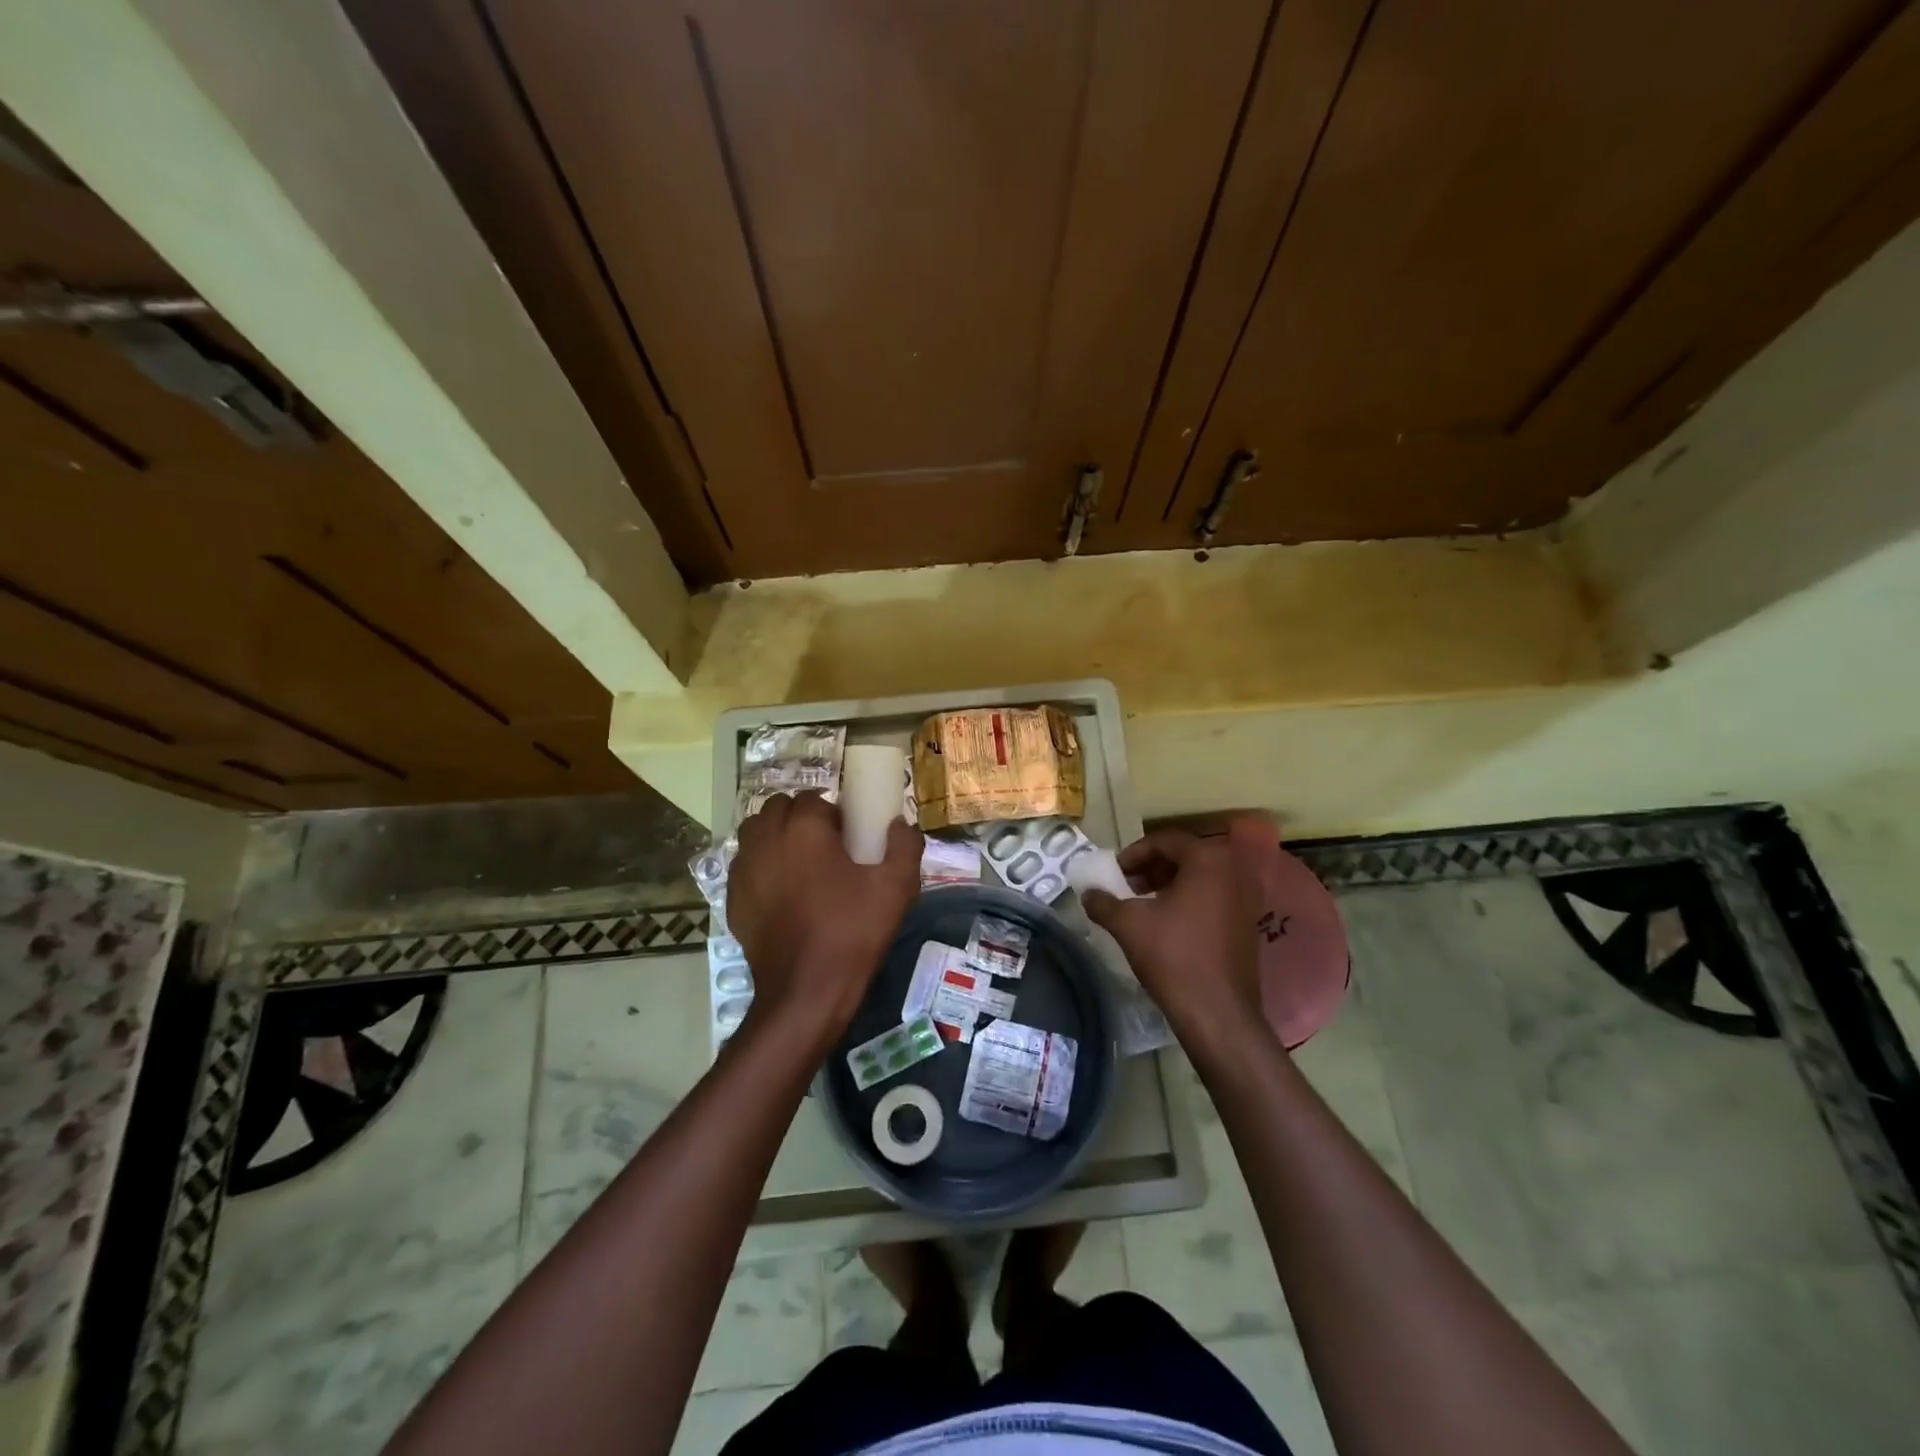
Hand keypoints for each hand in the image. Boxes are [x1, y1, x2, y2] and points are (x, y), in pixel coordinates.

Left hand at [727, 792, 922, 1048]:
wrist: (805, 991)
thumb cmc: (852, 932)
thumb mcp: (896, 888)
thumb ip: (905, 846)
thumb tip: (900, 825)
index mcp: (803, 829)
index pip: (812, 798)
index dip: (833, 813)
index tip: (849, 837)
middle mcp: (766, 839)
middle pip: (778, 808)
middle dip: (800, 817)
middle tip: (826, 846)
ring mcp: (744, 869)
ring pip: (755, 832)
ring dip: (776, 836)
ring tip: (801, 863)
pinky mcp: (732, 897)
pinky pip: (745, 864)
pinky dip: (761, 865)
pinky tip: (782, 892)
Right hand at [1083, 829, 1263, 1046]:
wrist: (1217, 1013)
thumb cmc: (1173, 956)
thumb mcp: (1128, 924)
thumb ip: (1103, 902)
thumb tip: (1088, 892)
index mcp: (1208, 860)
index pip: (1166, 840)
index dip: (1134, 853)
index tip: (1115, 872)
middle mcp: (1234, 871)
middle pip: (1185, 856)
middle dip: (1152, 868)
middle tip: (1127, 885)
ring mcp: (1247, 899)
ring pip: (1201, 878)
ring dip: (1169, 884)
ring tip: (1143, 904)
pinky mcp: (1249, 924)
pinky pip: (1215, 898)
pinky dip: (1189, 900)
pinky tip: (1167, 924)